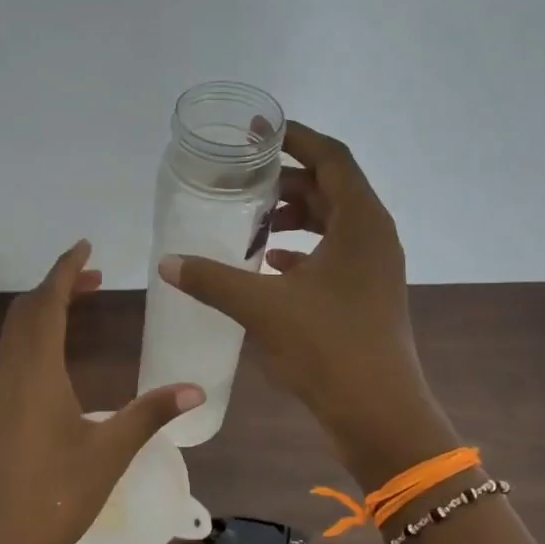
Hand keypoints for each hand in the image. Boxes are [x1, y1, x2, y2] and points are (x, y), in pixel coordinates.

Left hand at [0, 240, 203, 543]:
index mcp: (36, 372)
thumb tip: (196, 389)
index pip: (47, 303)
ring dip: (45, 312)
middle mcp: (11, 374)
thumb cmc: (57, 495)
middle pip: (27, 312)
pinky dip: (36, 338)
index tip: (86, 246)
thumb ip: (151, 413)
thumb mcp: (111, 451)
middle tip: (93, 276)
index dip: (65, 269)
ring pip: (17, 335)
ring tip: (80, 305)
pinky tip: (58, 358)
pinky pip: (14, 357)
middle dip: (58, 286)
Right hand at [158, 121, 454, 484]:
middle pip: (331, 188)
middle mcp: (374, 236)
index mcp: (362, 222)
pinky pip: (333, 256)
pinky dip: (302, 252)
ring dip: (295, 218)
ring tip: (252, 224)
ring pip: (333, 224)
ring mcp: (374, 269)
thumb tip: (167, 263)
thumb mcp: (263, 308)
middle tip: (242, 183)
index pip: (331, 157)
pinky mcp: (366, 296)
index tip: (258, 130)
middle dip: (287, 182)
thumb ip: (213, 280)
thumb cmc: (328, 348)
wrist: (377, 413)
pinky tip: (269, 266)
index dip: (295, 137)